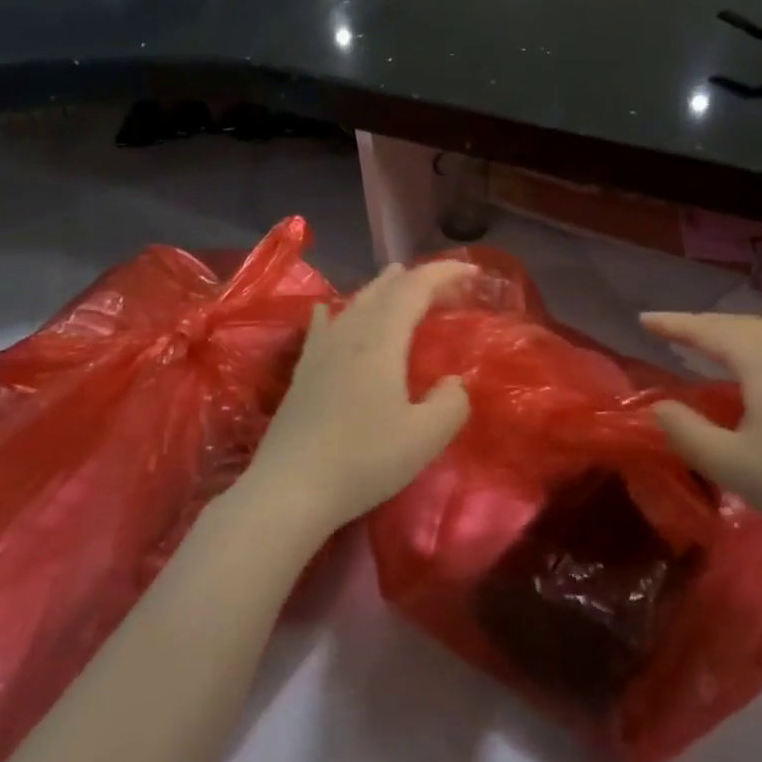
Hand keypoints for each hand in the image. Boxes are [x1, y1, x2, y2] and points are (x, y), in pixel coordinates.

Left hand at [243, 262, 474, 535]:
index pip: (416, 288)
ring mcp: (321, 351)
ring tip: (396, 277)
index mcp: (382, 339)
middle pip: (385, 290)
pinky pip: (322, 327)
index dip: (444, 273)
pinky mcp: (303, 373)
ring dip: (381, 288)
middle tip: (443, 280)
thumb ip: (451, 403)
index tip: (472, 271)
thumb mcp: (425, 437)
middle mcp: (351, 334)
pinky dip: (335, 312)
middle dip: (417, 278)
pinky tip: (327, 309)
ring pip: (355, 304)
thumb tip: (453, 383)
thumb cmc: (364, 459)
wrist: (289, 491)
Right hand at [640, 312, 761, 550]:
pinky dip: (756, 341)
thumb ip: (685, 431)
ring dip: (728, 331)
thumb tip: (659, 406)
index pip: (707, 330)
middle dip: (699, 324)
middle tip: (668, 331)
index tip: (643, 320)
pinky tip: (759, 355)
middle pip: (735, 324)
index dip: (673, 324)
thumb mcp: (729, 463)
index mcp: (760, 359)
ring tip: (706, 342)